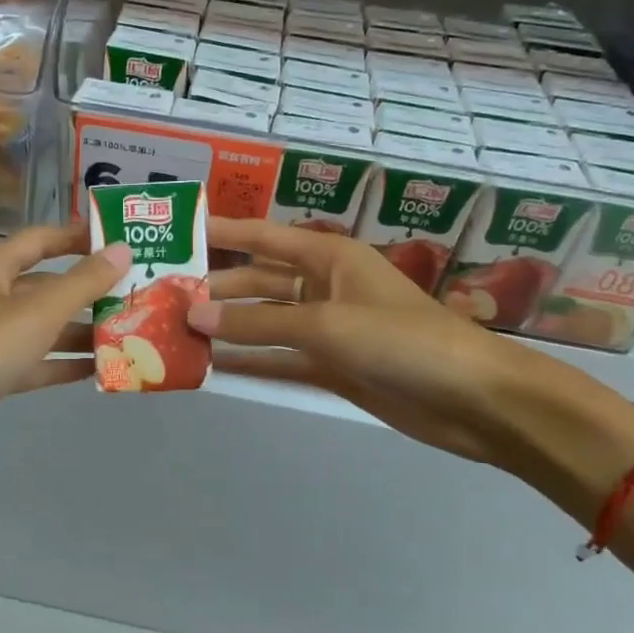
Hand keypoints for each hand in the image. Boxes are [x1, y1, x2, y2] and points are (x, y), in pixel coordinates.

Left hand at [0, 223, 130, 495]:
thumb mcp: (35, 314)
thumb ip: (81, 284)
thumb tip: (122, 250)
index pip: (42, 239)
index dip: (79, 237)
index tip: (121, 240)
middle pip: (45, 285)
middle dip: (89, 290)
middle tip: (138, 294)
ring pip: (40, 327)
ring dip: (80, 331)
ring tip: (130, 334)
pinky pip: (31, 362)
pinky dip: (60, 364)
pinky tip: (97, 370)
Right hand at [188, 219, 633, 498]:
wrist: (472, 400)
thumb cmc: (402, 340)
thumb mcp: (324, 324)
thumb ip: (257, 322)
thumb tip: (192, 314)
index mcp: (328, 256)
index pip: (260, 236)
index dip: (218, 232)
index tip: (174, 233)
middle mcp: (323, 285)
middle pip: (257, 280)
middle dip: (214, 288)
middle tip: (161, 297)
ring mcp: (327, 328)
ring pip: (265, 322)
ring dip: (227, 327)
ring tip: (175, 332)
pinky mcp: (332, 366)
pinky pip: (281, 358)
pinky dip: (251, 362)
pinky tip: (214, 367)